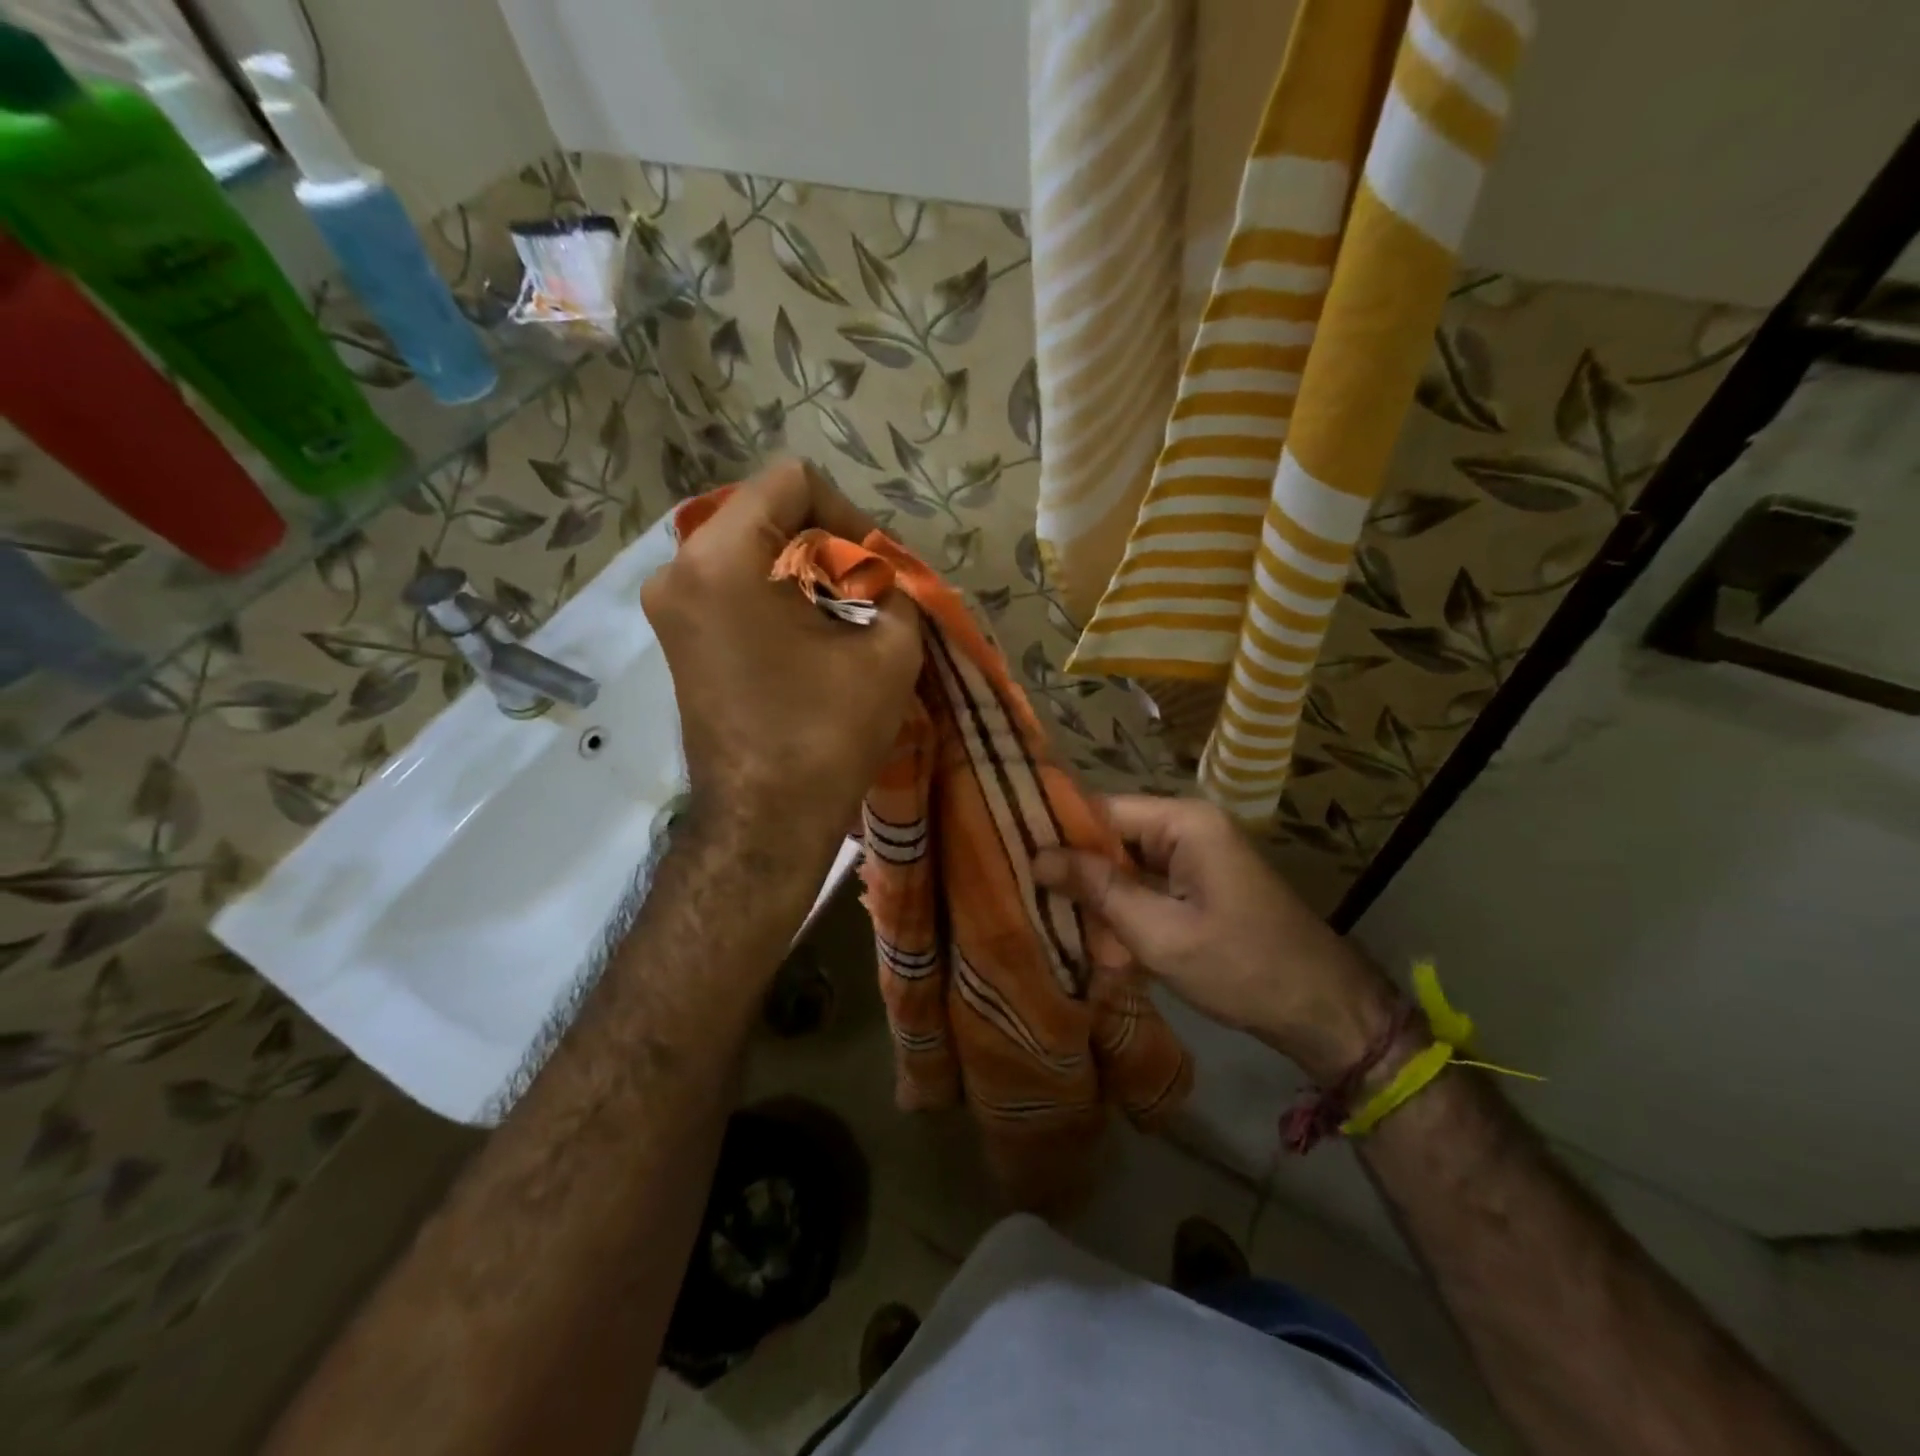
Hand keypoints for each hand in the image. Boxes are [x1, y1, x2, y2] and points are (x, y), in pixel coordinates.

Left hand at [642, 461, 921, 852]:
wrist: (763, 823)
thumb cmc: (825, 734)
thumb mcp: (889, 650)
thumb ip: (895, 589)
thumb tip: (885, 578)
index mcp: (724, 557)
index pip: (793, 483)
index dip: (848, 515)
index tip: (875, 570)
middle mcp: (680, 568)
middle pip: (767, 513)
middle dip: (827, 546)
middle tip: (869, 595)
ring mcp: (671, 605)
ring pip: (751, 550)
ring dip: (804, 573)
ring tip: (846, 619)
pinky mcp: (678, 638)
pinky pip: (732, 586)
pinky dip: (777, 596)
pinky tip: (811, 638)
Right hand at [1034, 795, 1398, 1083]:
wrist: (1323, 1010)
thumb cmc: (1241, 967)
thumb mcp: (1159, 933)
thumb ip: (1097, 890)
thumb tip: (1038, 856)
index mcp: (1183, 822)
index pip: (1101, 809)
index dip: (1057, 831)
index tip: (1012, 854)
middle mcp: (1188, 826)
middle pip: (1111, 835)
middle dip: (1076, 871)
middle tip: (1031, 899)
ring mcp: (1197, 855)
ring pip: (1125, 864)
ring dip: (1098, 897)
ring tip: (1058, 924)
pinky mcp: (1200, 883)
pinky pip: (1147, 884)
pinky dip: (1124, 910)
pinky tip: (1100, 941)